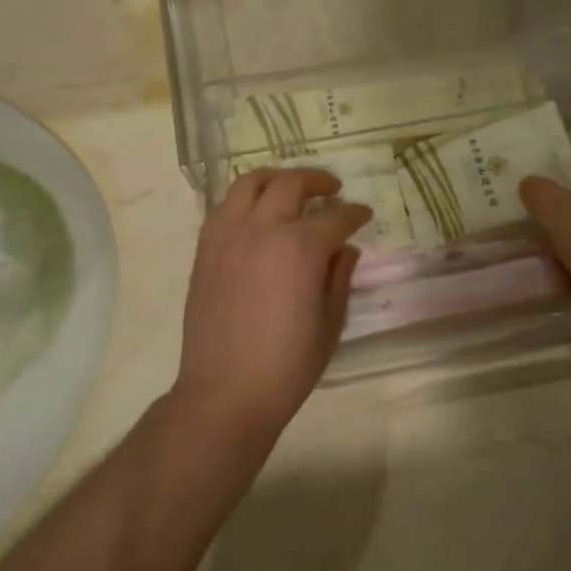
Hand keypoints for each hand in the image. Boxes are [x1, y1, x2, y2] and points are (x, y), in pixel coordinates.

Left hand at [175, 169, 371, 441]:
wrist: (225, 392)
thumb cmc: (287, 365)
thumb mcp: (330, 323)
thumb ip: (339, 278)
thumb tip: (345, 249)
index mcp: (300, 248)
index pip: (335, 217)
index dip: (354, 214)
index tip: (364, 215)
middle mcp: (262, 229)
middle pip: (292, 184)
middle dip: (318, 181)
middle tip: (332, 189)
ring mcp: (228, 234)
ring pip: (251, 182)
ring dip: (277, 178)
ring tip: (291, 187)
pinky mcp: (205, 248)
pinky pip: (225, 206)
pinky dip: (246, 199)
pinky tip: (257, 213)